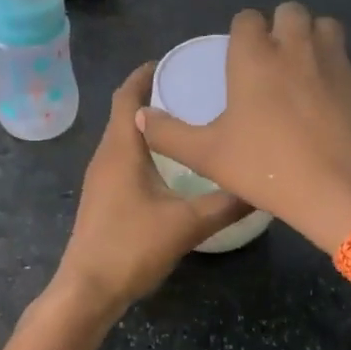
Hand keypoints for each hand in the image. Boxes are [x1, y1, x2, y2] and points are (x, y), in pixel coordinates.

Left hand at [53, 63, 252, 312]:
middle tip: (192, 89)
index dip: (145, 74)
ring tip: (188, 122)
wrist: (88, 289)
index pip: (127, 96)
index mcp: (121, 149)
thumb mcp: (187, 223)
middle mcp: (106, 156)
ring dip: (149, 125)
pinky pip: (123, 159)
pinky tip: (172, 165)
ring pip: (124, 138)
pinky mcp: (103, 198)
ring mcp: (101, 178)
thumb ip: (226, 203)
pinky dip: (145, 149)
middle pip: (124, 113)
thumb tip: (262, 185)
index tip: (174, 61)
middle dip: (154, 96)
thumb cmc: (131, 247)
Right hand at [136, 3, 350, 253]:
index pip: (247, 19)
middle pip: (290, 11)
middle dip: (279, 26)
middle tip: (271, 60)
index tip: (238, 57)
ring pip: (324, 26)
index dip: (241, 33)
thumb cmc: (267, 167)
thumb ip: (169, 134)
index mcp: (254, 57)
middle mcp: (295, 47)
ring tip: (302, 69)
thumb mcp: (207, 156)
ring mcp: (334, 62)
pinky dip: (334, 69)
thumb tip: (140, 117)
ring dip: (311, 38)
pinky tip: (327, 100)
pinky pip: (345, 61)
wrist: (342, 189)